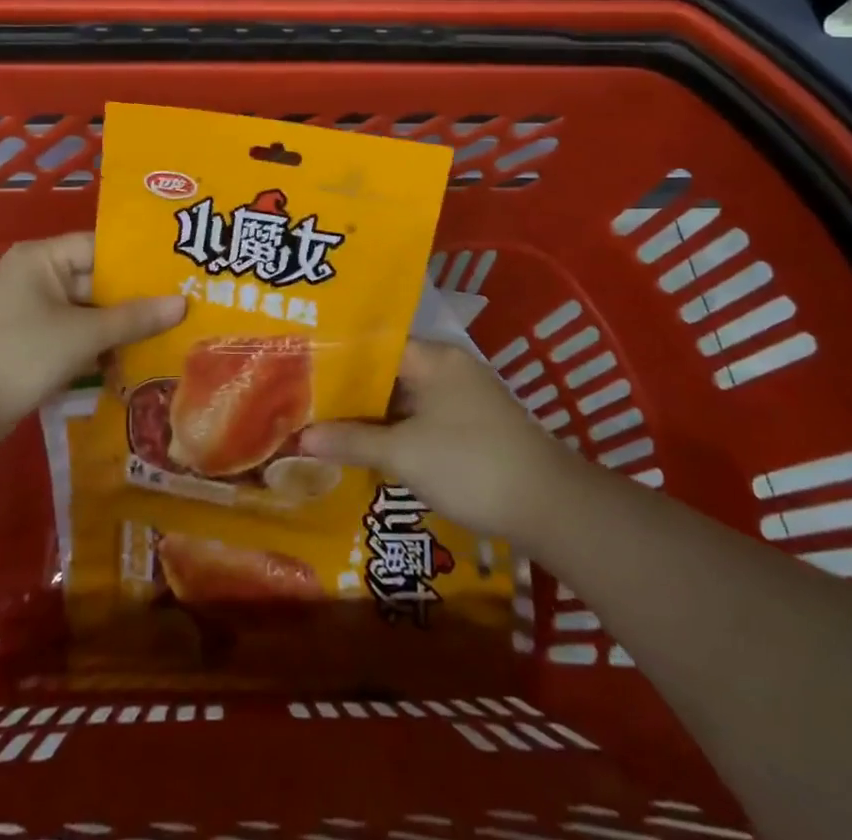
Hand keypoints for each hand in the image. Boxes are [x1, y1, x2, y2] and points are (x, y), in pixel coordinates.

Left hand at [0, 233, 184, 450]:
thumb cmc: (16, 353)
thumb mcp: (81, 334)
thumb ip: (133, 318)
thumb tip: (182, 304)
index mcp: (43, 258)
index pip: (102, 246)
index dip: (140, 259)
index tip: (180, 270)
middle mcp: (38, 278)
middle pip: (97, 281)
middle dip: (136, 299)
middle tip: (186, 306)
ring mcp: (33, 314)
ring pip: (89, 314)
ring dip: (121, 328)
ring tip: (172, 335)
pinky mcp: (31, 347)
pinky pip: (75, 338)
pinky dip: (100, 349)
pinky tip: (136, 362)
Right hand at [303, 338, 570, 539]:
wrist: (550, 506)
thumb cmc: (469, 465)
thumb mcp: (404, 454)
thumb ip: (351, 441)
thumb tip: (301, 438)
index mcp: (434, 357)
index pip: (374, 344)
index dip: (338, 358)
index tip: (303, 372)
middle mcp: (449, 367)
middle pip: (388, 371)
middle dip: (351, 390)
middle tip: (308, 402)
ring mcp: (464, 396)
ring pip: (406, 397)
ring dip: (374, 414)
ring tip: (328, 425)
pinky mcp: (474, 425)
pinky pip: (423, 417)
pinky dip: (398, 429)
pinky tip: (370, 448)